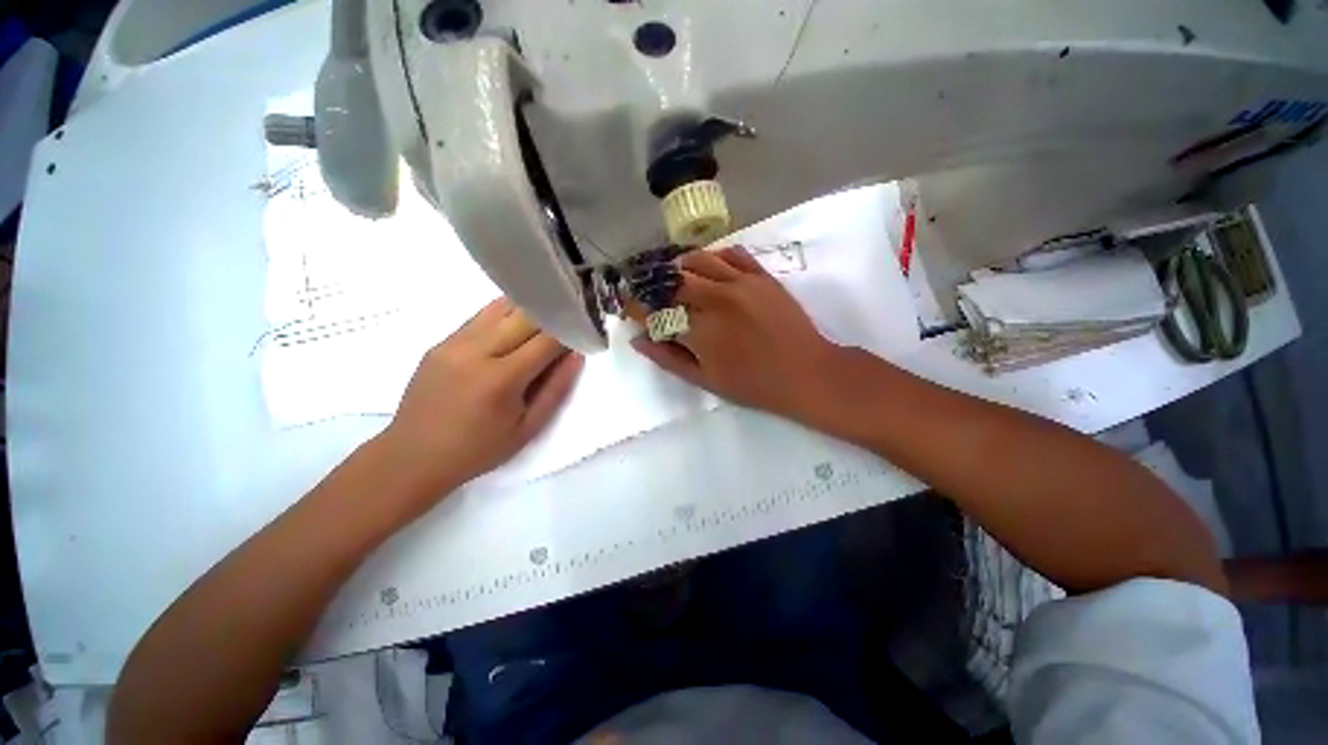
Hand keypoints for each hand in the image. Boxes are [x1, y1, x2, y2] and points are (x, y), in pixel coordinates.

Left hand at [377, 298, 583, 499]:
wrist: (412, 457)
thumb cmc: (478, 450)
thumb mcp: (528, 428)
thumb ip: (556, 389)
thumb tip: (576, 355)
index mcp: (500, 379)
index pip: (546, 339)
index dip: (569, 332)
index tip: (582, 333)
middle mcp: (476, 351)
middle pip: (525, 315)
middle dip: (552, 316)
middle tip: (567, 325)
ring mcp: (453, 343)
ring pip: (501, 307)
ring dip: (528, 311)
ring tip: (543, 323)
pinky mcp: (441, 342)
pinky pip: (480, 317)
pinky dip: (504, 317)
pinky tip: (513, 330)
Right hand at [629, 247, 845, 421]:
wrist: (805, 372)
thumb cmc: (753, 384)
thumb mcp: (705, 380)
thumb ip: (668, 358)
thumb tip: (638, 340)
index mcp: (699, 330)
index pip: (655, 311)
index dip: (636, 308)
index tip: (628, 307)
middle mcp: (715, 299)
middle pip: (672, 281)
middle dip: (653, 286)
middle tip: (650, 293)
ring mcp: (740, 283)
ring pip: (698, 259)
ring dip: (679, 267)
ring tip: (676, 278)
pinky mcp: (761, 275)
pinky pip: (731, 253)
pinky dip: (713, 256)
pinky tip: (710, 269)